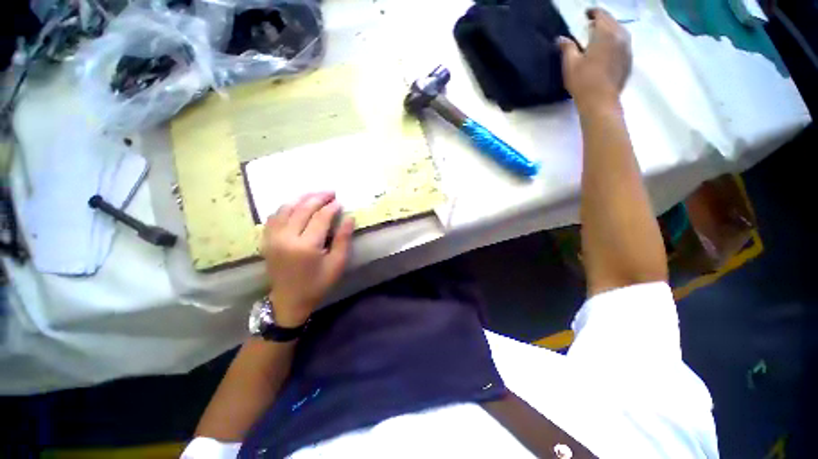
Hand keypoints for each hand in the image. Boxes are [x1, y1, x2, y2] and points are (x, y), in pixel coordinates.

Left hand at [261, 192, 354, 326]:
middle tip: (330, 192)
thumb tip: (349, 217)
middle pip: (302, 209)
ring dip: (302, 198)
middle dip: (318, 198)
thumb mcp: (337, 263)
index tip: (340, 202)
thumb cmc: (318, 283)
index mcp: (306, 246)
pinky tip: (295, 205)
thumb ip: (343, 239)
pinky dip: (286, 207)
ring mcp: (273, 238)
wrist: (289, 301)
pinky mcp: (266, 240)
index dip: (331, 207)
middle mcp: (286, 238)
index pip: (320, 218)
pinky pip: (274, 216)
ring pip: (286, 209)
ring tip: (315, 194)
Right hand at [558, 8, 631, 110]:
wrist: (600, 101)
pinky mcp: (629, 61)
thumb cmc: (583, 81)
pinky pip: (623, 44)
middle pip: (612, 21)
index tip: (586, 14)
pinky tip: (608, 50)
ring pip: (620, 32)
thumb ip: (567, 48)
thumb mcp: (570, 64)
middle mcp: (620, 36)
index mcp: (605, 34)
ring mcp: (627, 49)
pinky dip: (615, 42)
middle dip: (602, 21)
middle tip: (591, 26)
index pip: (601, 15)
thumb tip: (561, 38)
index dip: (593, 12)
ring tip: (600, 37)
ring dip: (610, 31)